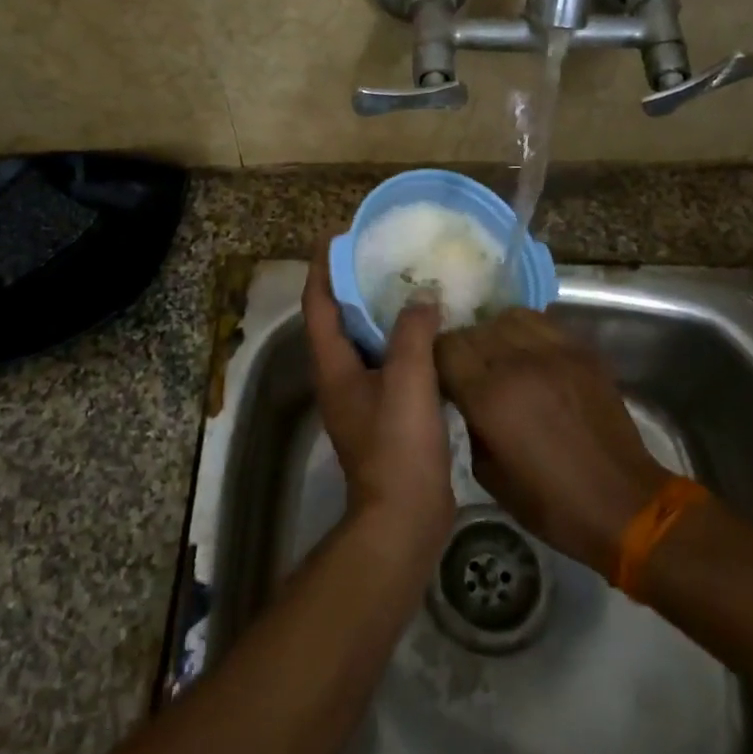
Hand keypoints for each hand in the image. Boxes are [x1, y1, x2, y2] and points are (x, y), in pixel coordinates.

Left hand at [303, 242, 455, 561]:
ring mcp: (362, 398)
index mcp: (333, 365)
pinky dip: (405, 342)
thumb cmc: (398, 445)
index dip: (324, 267)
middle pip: (340, 319)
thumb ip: (412, 332)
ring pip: (367, 342)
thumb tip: (422, 296)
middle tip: (384, 254)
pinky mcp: (385, 414)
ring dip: (383, 313)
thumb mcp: (407, 380)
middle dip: (356, 284)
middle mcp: (340, 377)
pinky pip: (390, 364)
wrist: (405, 517)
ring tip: (410, 284)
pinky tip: (433, 333)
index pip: (319, 303)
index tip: (338, 235)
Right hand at [435, 309, 668, 575]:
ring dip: (494, 333)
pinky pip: (541, 322)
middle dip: (464, 347)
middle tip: (468, 370)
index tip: (441, 374)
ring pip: (506, 317)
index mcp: (489, 397)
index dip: (437, 357)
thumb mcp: (489, 474)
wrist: (624, 503)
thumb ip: (468, 423)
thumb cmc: (551, 503)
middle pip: (473, 329)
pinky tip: (529, 354)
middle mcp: (518, 363)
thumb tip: (462, 396)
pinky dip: (526, 331)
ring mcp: (554, 351)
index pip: (446, 347)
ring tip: (499, 356)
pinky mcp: (582, 350)